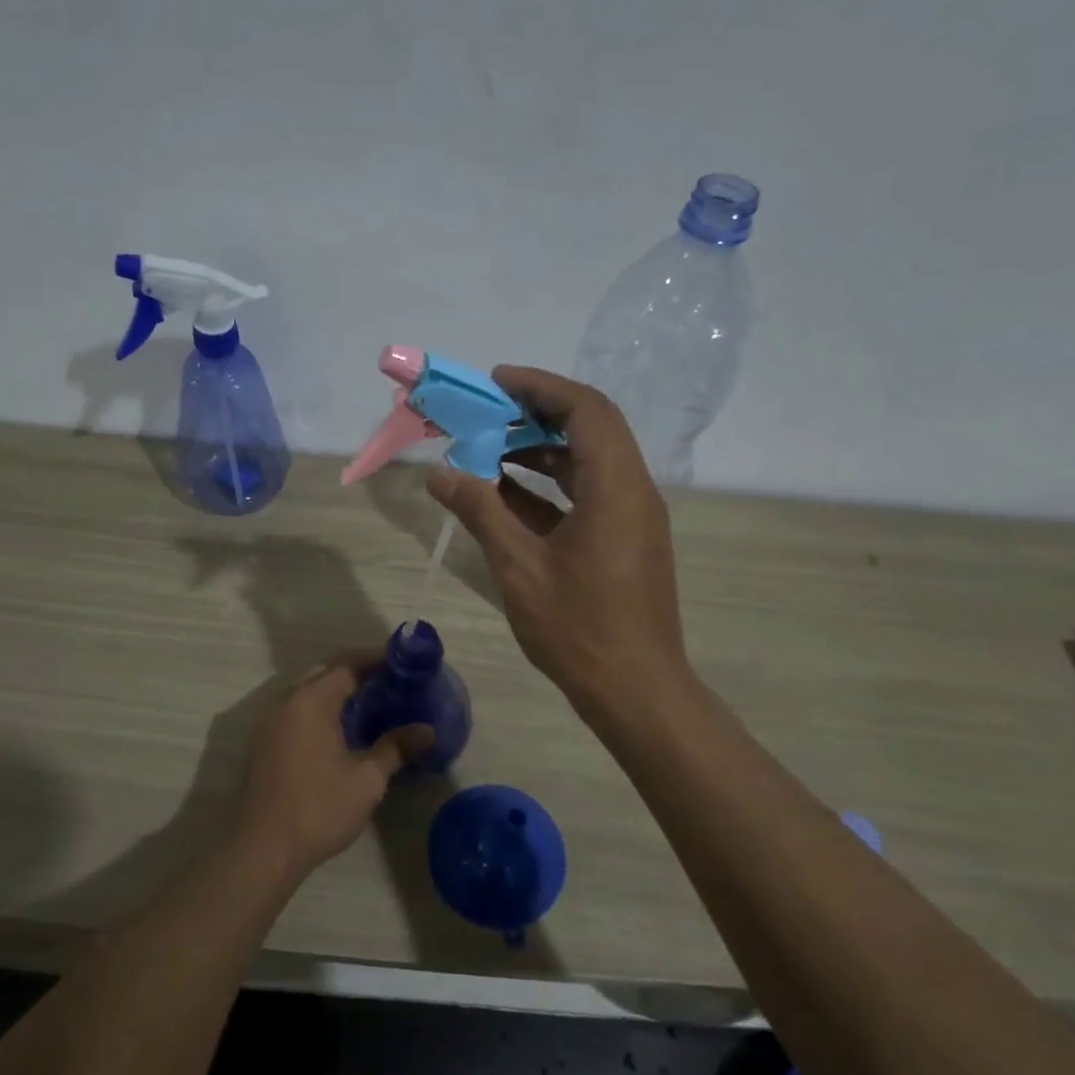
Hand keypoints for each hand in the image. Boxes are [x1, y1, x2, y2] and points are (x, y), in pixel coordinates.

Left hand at [233, 655, 431, 878]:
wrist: (262, 850)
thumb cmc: (319, 809)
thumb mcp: (366, 780)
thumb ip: (396, 748)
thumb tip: (428, 731)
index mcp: (311, 701)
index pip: (347, 664)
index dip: (377, 659)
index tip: (405, 662)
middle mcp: (286, 701)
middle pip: (326, 672)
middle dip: (359, 672)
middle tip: (393, 681)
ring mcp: (271, 722)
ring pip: (310, 691)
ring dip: (339, 691)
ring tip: (373, 702)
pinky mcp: (265, 742)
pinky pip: (298, 709)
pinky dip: (323, 708)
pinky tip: (344, 728)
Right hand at [427, 366, 688, 714]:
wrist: (635, 691)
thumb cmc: (578, 628)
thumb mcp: (519, 566)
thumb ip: (480, 511)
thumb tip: (439, 473)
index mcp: (615, 487)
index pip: (585, 409)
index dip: (540, 387)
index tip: (496, 383)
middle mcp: (633, 490)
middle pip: (591, 428)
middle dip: (538, 414)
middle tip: (488, 414)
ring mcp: (633, 517)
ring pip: (589, 462)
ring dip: (542, 451)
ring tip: (489, 451)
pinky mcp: (626, 541)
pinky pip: (589, 495)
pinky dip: (551, 487)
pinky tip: (508, 496)